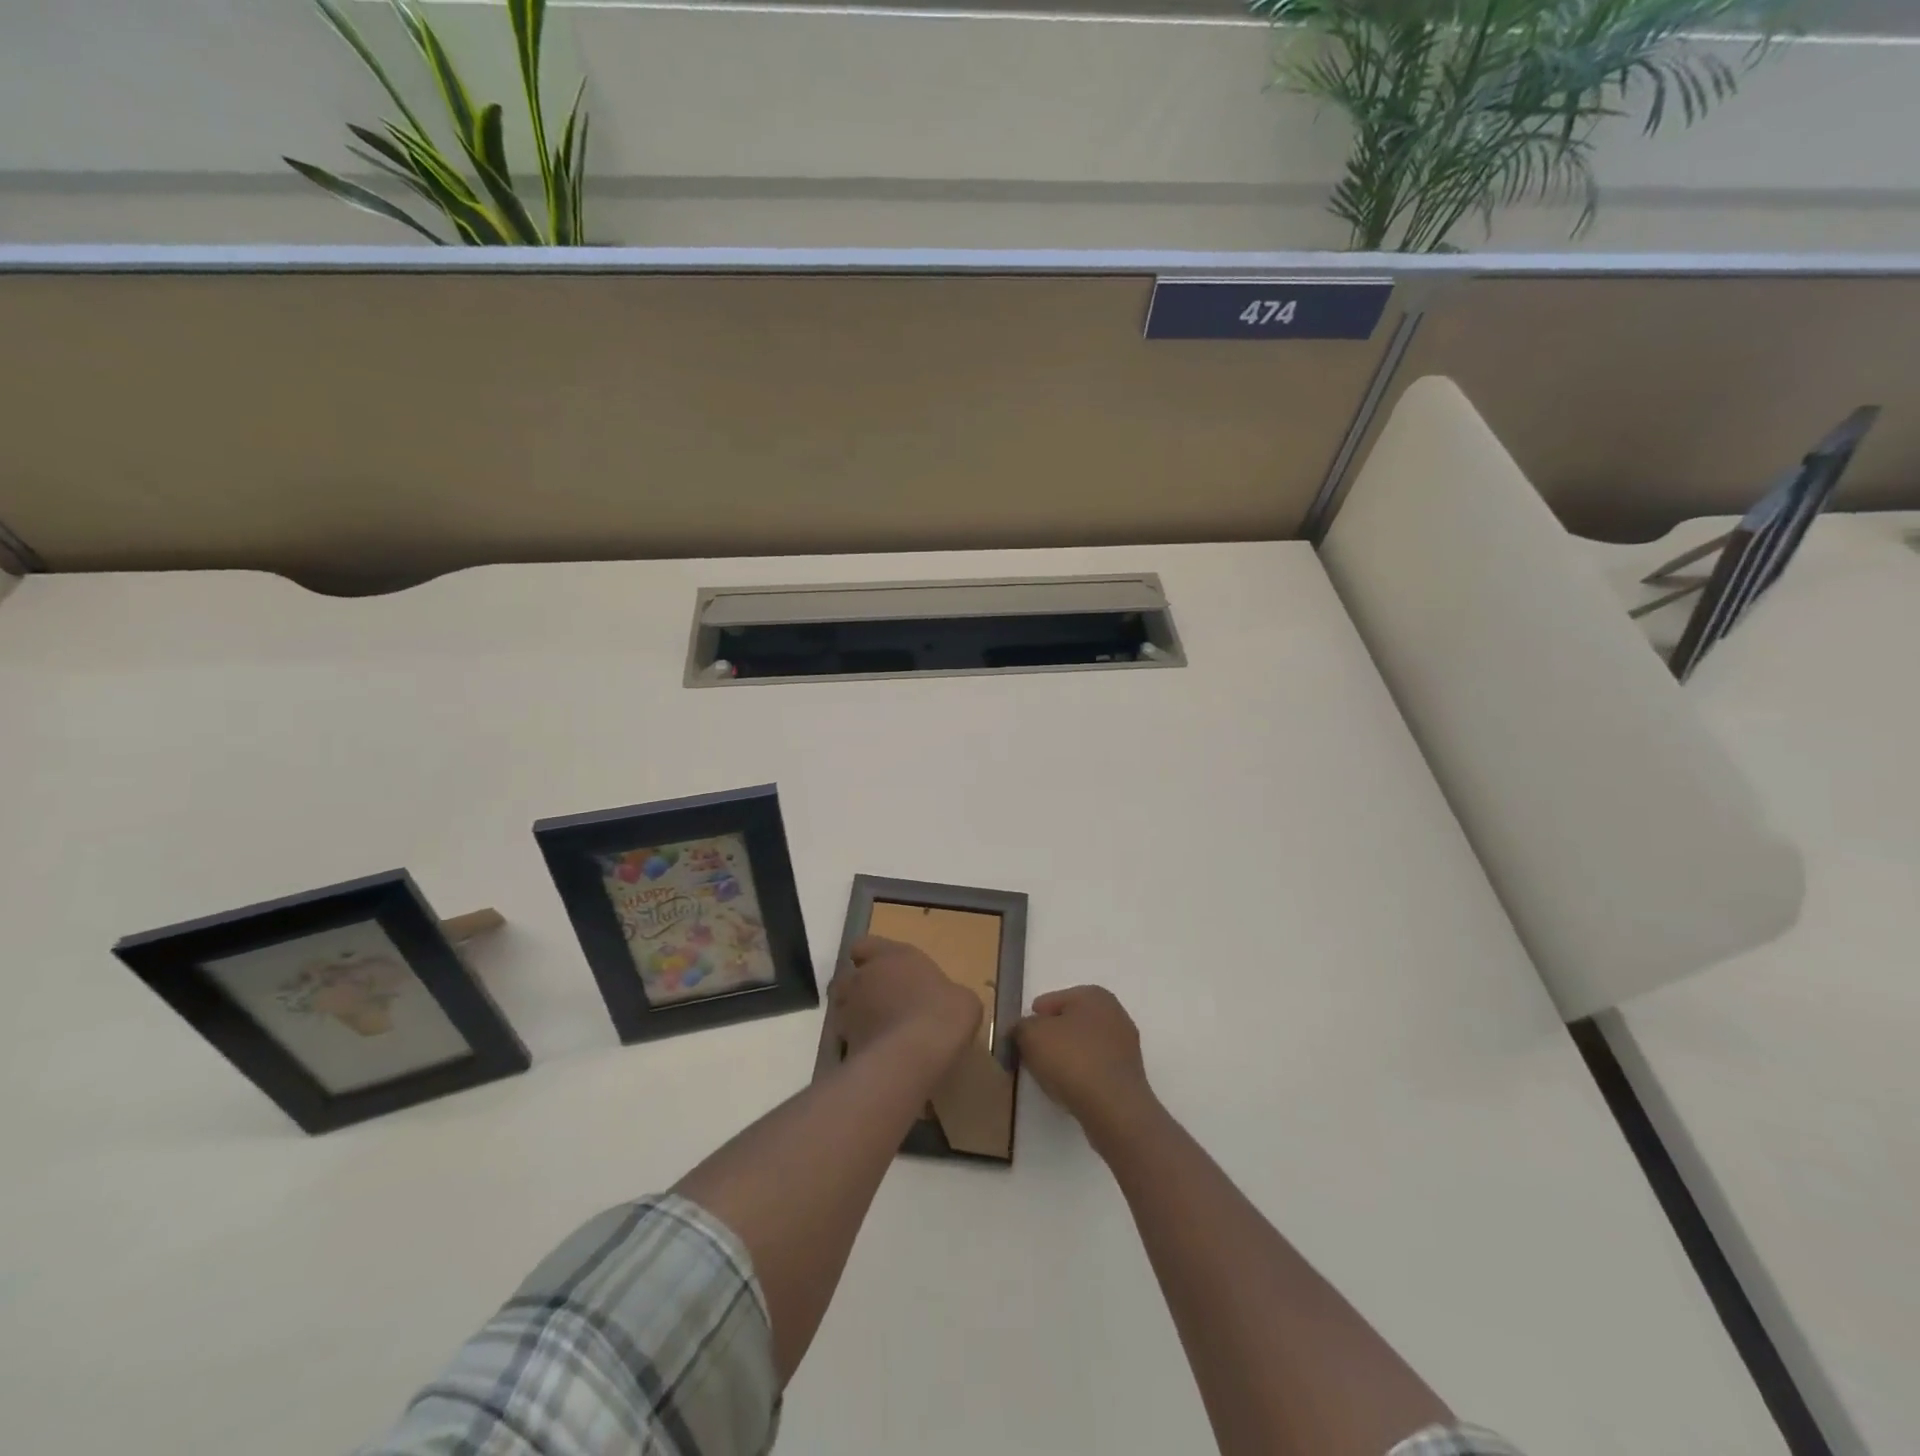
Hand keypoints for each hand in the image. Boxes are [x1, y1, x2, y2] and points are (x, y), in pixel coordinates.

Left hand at [830, 936, 980, 1068]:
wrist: (915, 1052)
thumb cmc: (943, 1012)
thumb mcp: (961, 998)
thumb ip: (945, 994)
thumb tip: (948, 1003)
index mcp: (892, 955)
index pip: (864, 945)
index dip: (869, 956)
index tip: (882, 968)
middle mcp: (864, 977)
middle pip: (847, 977)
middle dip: (858, 988)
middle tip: (879, 1002)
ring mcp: (849, 1009)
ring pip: (841, 1007)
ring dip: (853, 1015)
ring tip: (874, 1030)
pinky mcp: (843, 1041)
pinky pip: (844, 1039)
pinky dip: (856, 1043)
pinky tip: (875, 1055)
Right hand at [1014, 986, 1156, 1142]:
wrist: (1114, 1107)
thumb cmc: (1072, 1059)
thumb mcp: (1030, 1035)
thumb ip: (1020, 1027)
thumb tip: (1022, 1030)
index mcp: (1093, 995)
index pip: (1053, 1001)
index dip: (1034, 1017)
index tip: (1021, 1036)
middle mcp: (1115, 1013)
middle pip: (1071, 1022)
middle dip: (1052, 1036)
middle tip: (1032, 1054)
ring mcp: (1126, 1044)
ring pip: (1084, 1045)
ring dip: (1068, 1056)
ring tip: (1049, 1075)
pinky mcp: (1129, 1074)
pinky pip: (1096, 1067)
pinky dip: (1082, 1074)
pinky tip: (1070, 1088)